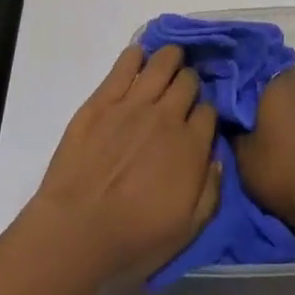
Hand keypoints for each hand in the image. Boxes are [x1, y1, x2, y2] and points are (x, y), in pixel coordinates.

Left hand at [25, 45, 221, 287]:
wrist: (76, 232)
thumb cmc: (133, 239)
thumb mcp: (187, 230)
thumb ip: (211, 192)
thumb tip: (217, 159)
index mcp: (191, 147)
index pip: (210, 111)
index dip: (206, 113)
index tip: (200, 121)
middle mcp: (167, 116)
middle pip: (189, 81)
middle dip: (190, 84)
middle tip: (183, 93)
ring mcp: (134, 103)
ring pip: (163, 63)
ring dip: (171, 58)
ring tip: (169, 61)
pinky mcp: (103, 99)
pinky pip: (125, 64)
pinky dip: (136, 55)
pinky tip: (138, 57)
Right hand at [234, 66, 294, 230]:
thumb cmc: (278, 169)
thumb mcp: (243, 155)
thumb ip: (236, 133)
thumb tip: (231, 120)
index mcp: (283, 93)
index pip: (291, 71)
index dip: (279, 79)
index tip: (262, 93)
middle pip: (294, 98)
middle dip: (279, 111)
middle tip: (259, 129)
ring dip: (292, 133)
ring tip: (274, 156)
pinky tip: (292, 171)